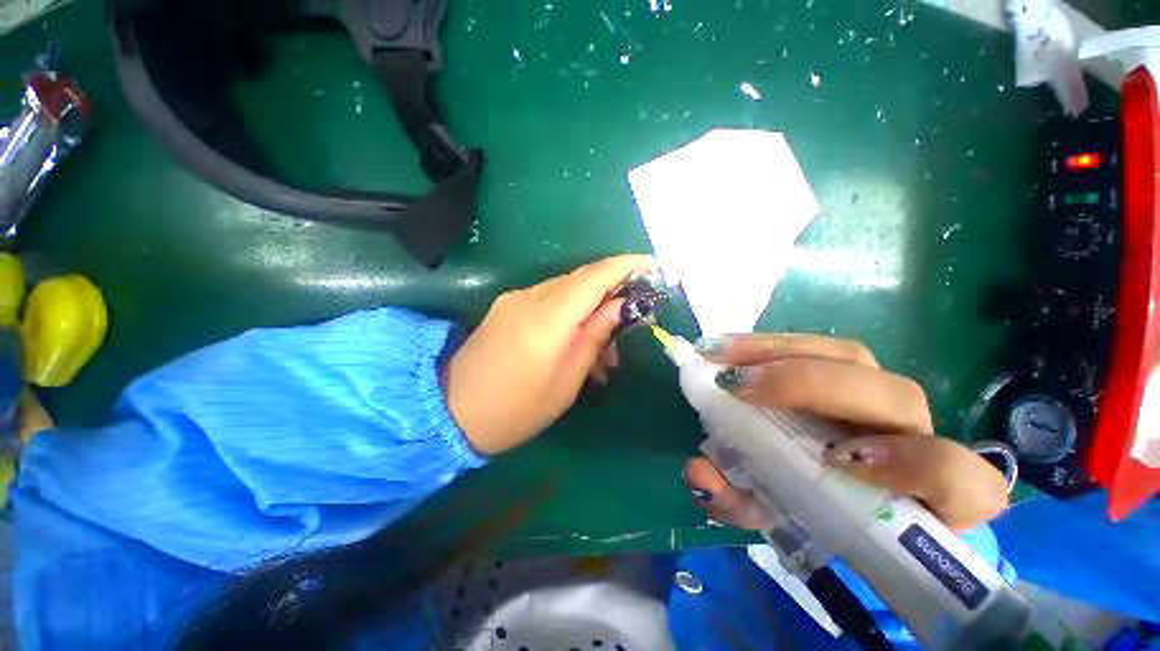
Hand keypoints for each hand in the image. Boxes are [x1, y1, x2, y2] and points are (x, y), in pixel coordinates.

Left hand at [446, 255, 651, 454]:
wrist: (450, 413)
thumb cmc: (516, 411)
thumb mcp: (566, 382)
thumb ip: (594, 337)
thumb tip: (619, 306)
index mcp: (546, 320)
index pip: (593, 278)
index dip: (624, 267)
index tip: (650, 266)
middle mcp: (529, 298)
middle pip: (580, 278)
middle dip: (612, 288)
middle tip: (633, 314)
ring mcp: (514, 299)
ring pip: (566, 288)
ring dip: (591, 305)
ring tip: (605, 345)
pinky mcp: (507, 306)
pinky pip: (548, 298)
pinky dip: (570, 311)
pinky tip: (577, 339)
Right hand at [683, 333, 1007, 531]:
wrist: (830, 487)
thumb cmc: (814, 510)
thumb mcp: (775, 517)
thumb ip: (740, 504)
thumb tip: (696, 475)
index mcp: (921, 492)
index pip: (954, 477)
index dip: (911, 464)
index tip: (832, 459)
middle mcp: (914, 433)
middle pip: (894, 394)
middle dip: (808, 384)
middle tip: (734, 384)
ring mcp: (878, 393)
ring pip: (851, 356)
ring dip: (779, 351)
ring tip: (719, 354)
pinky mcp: (846, 369)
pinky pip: (821, 347)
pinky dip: (772, 345)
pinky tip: (729, 348)